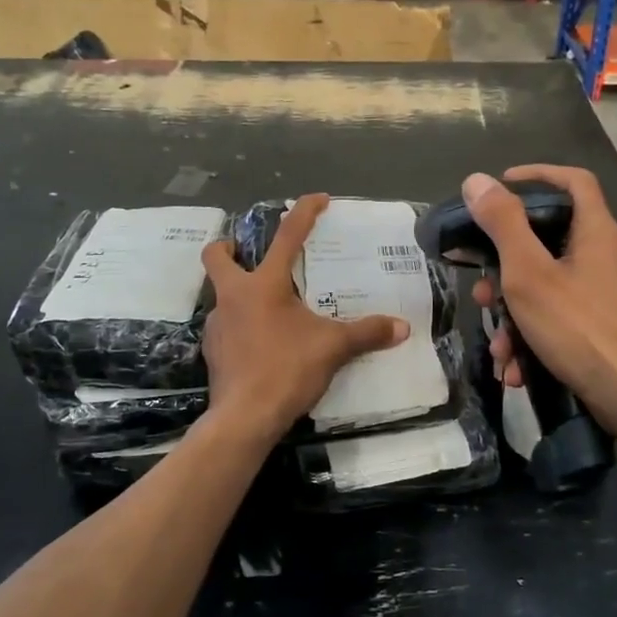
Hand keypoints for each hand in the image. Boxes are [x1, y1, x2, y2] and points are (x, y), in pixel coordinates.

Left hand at [199, 194, 410, 442]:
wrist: (245, 418)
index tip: (318, 199)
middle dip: (229, 247)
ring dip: (241, 294)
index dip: (303, 212)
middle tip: (249, 252)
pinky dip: (241, 326)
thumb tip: (403, 328)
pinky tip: (262, 344)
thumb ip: (367, 333)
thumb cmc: (287, 369)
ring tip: (270, 310)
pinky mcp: (213, 351)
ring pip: (222, 295)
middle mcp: (232, 296)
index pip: (286, 236)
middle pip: (217, 256)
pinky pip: (226, 327)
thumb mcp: (333, 348)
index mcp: (263, 285)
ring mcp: (217, 324)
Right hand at [465, 167, 616, 436]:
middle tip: (483, 295)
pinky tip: (520, 371)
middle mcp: (612, 258)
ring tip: (500, 350)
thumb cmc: (583, 329)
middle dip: (508, 271)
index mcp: (598, 234)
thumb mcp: (530, 274)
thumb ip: (503, 225)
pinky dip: (541, 339)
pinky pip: (570, 322)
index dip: (539, 174)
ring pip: (555, 291)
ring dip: (518, 317)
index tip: (503, 186)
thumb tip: (478, 180)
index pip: (575, 182)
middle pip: (553, 245)